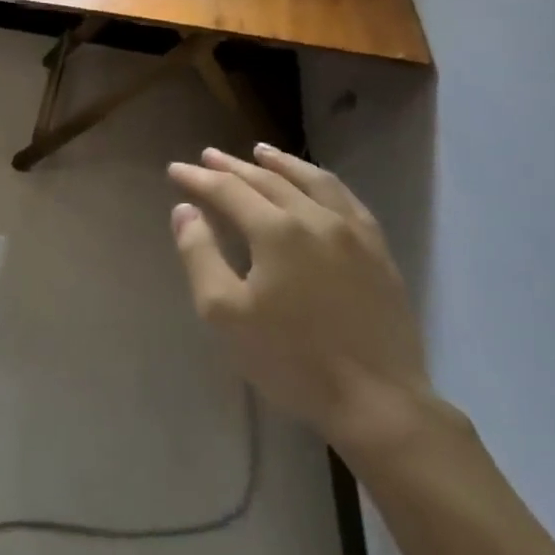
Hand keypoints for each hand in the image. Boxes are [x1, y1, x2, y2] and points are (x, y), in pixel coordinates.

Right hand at [168, 145, 432, 455]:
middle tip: (208, 155)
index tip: (175, 170)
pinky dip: (323, 183)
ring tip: (261, 152)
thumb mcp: (225, 313)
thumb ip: (200, 255)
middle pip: (267, 180)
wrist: (378, 402)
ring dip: (281, 164)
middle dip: (233, 166)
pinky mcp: (379, 252)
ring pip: (312, 181)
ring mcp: (353, 232)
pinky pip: (347, 201)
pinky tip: (316, 185)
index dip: (198, 178)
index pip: (227, 190)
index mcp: (276, 231)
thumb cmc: (291, 359)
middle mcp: (315, 218)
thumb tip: (185, 210)